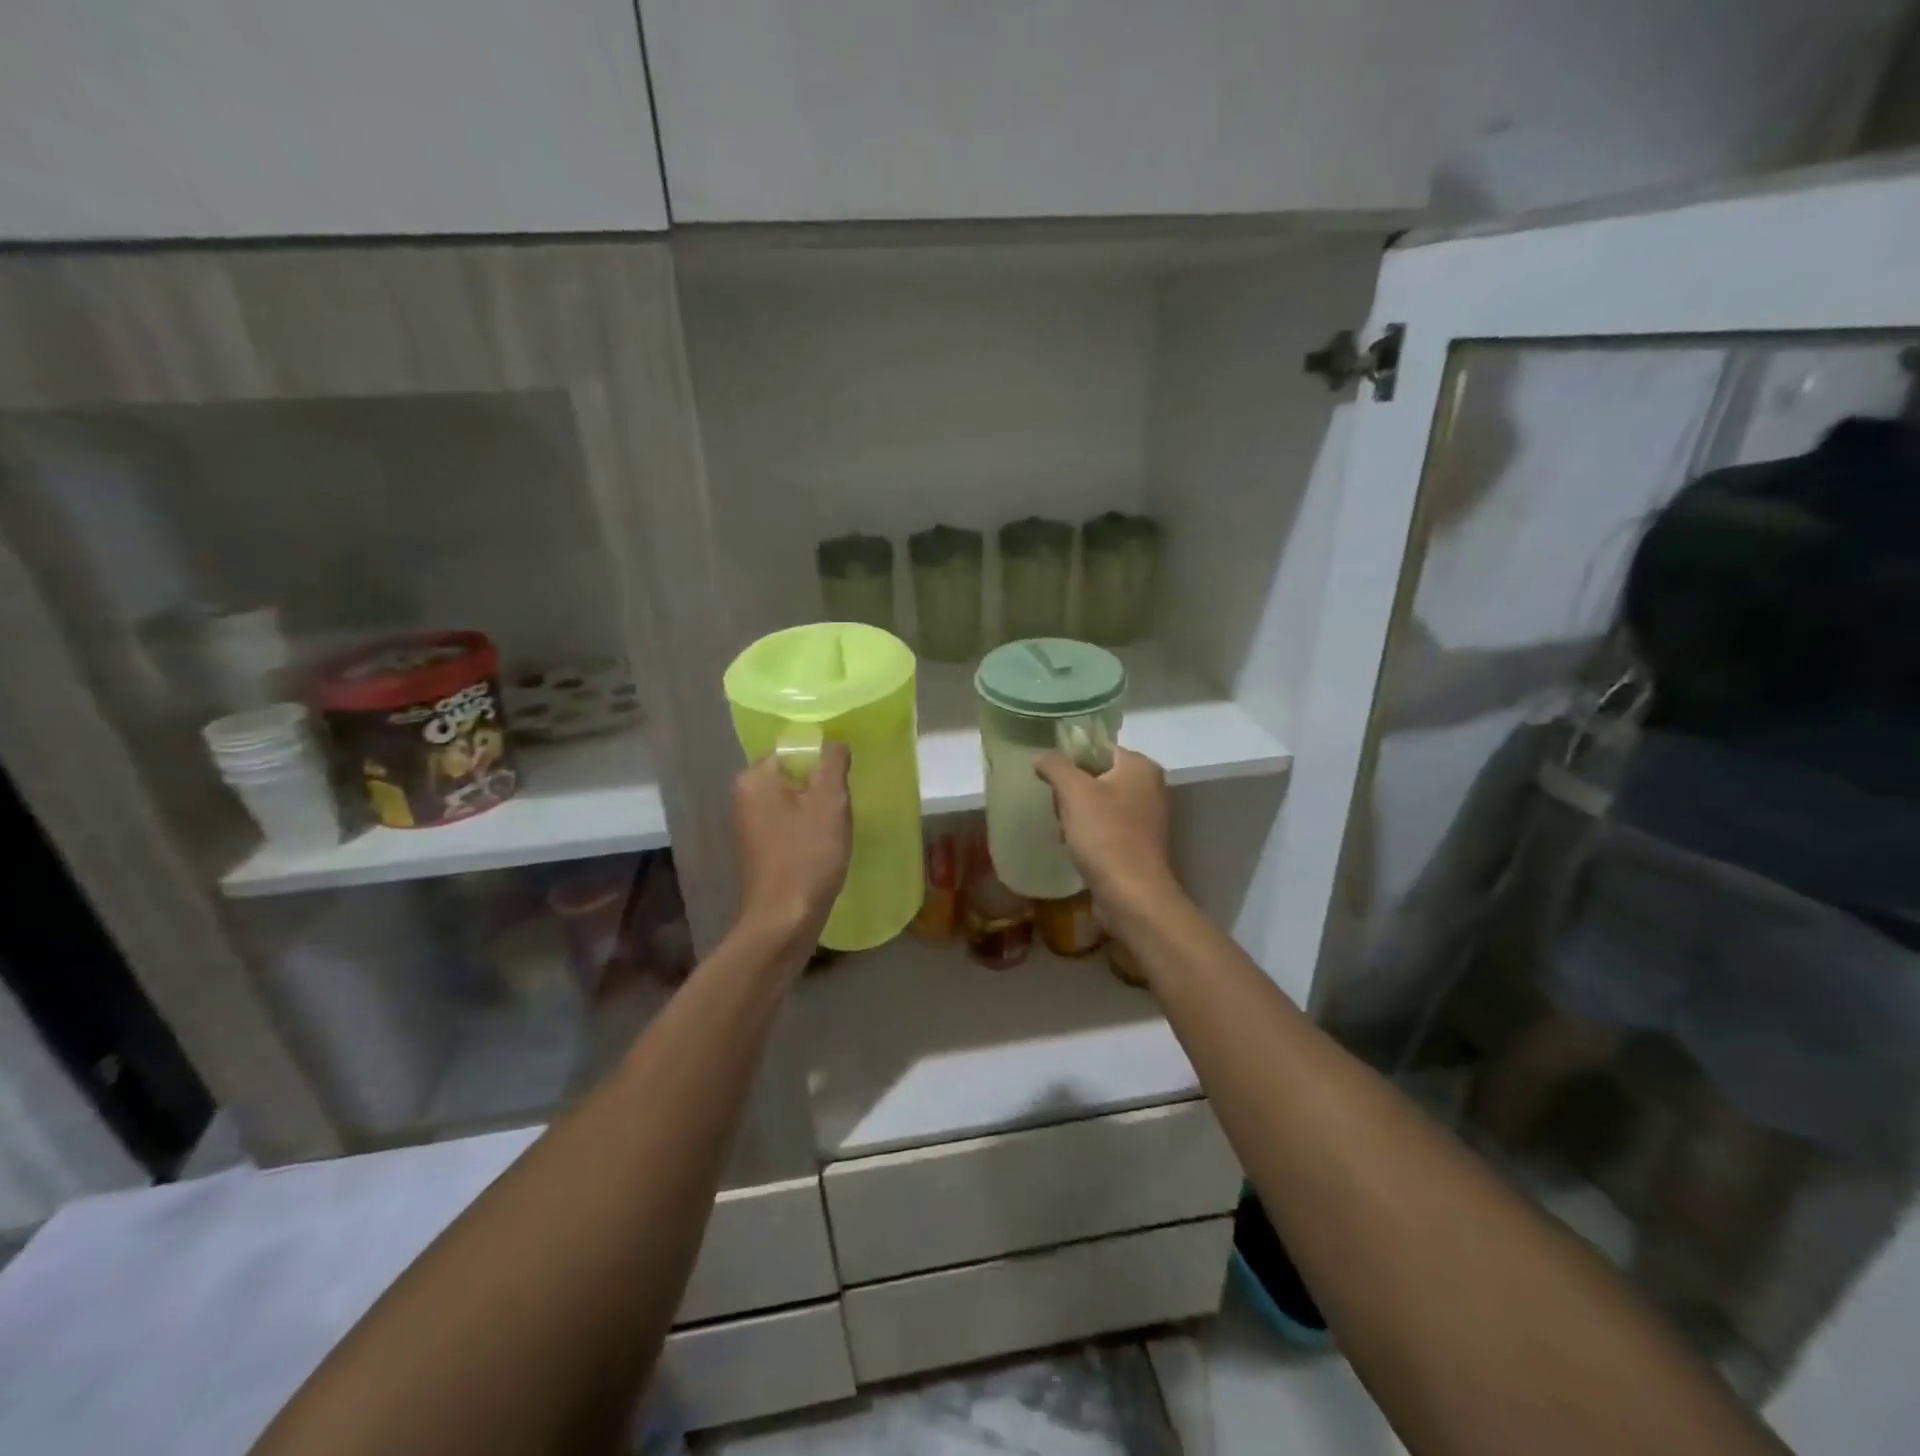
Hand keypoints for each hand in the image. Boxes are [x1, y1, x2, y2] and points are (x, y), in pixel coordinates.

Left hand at [731, 742, 851, 962]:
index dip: (824, 759)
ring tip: (837, 824)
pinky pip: (787, 821)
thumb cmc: (809, 854)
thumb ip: (833, 762)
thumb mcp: (830, 801)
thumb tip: (834, 742)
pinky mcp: (758, 846)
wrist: (785, 918)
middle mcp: (744, 795)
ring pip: (793, 798)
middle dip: (821, 784)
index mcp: (755, 777)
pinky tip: (824, 843)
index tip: (845, 778)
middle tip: (845, 802)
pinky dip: (807, 826)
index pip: (794, 749)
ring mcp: (748, 823)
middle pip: (793, 773)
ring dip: (817, 807)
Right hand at [1034, 747, 1176, 919]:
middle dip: (1072, 792)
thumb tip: (1041, 757)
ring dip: (1077, 815)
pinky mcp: (1139, 843)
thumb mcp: (1073, 792)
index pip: (1098, 748)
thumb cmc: (1104, 834)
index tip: (1051, 778)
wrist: (1131, 894)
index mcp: (1140, 766)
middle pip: (1097, 776)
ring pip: (1099, 803)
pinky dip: (1090, 834)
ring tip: (1065, 831)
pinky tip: (1076, 847)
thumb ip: (1055, 766)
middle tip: (1059, 808)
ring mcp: (1146, 817)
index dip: (1071, 760)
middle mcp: (1150, 787)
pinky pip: (1107, 827)